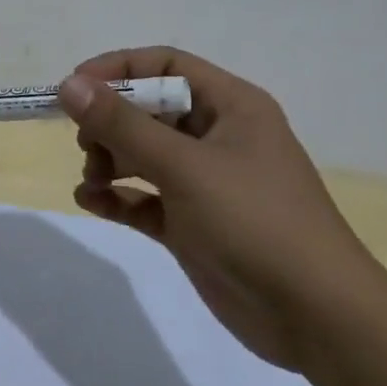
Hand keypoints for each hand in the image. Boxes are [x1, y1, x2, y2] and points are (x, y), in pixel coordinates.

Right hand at [57, 47, 386, 372]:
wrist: (318, 320)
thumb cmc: (255, 221)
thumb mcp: (183, 166)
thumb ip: (122, 124)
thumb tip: (68, 85)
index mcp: (231, 106)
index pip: (165, 65)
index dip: (118, 69)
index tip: (75, 89)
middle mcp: (218, 136)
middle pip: (149, 109)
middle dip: (110, 122)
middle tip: (85, 144)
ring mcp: (205, 182)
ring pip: (143, 153)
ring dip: (109, 160)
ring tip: (92, 179)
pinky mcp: (193, 223)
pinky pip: (144, 197)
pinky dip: (117, 196)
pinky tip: (90, 202)